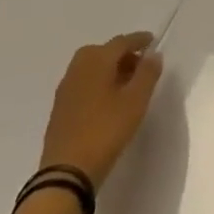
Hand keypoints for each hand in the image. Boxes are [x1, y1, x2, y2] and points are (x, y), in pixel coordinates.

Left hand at [38, 33, 164, 185]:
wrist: (66, 173)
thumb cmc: (106, 130)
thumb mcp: (136, 100)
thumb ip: (147, 73)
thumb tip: (153, 55)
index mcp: (96, 61)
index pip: (121, 42)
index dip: (139, 40)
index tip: (153, 41)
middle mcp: (77, 69)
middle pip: (102, 52)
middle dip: (122, 54)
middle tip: (140, 65)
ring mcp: (65, 90)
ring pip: (91, 68)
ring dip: (109, 69)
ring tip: (127, 85)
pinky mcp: (60, 109)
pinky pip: (83, 84)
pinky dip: (97, 83)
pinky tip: (108, 102)